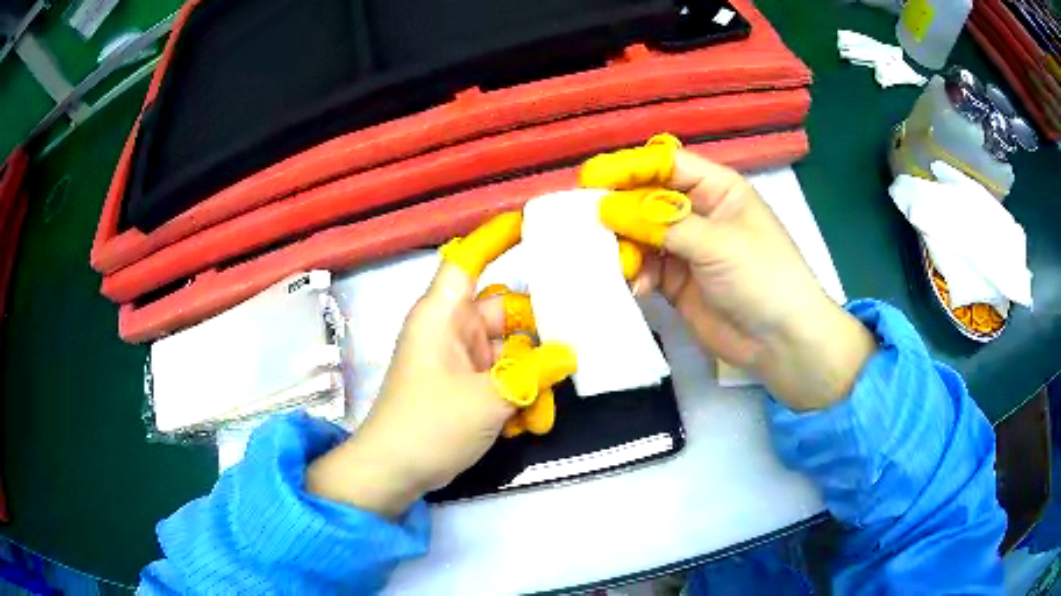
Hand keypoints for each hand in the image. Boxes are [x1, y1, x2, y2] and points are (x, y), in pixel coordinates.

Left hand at [307, 214, 574, 516]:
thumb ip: (532, 373)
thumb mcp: (486, 399)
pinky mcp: (467, 386)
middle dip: (539, 337)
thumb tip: (569, 354)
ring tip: (542, 413)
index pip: (468, 261)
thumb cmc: (429, 424)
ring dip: (531, 380)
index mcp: (443, 315)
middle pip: (506, 311)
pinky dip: (518, 397)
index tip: (532, 223)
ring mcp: (460, 360)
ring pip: (511, 352)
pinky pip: (503, 378)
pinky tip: (529, 425)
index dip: (496, 238)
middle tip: (574, 352)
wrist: (395, 472)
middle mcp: (453, 329)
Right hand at [583, 138, 875, 409]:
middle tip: (586, 223)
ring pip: (640, 234)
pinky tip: (635, 286)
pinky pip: (644, 268)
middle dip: (619, 210)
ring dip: (623, 246)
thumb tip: (607, 208)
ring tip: (615, 263)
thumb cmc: (763, 278)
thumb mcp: (717, 243)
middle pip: (647, 198)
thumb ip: (662, 223)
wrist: (782, 343)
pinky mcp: (676, 282)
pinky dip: (634, 274)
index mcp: (717, 188)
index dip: (629, 167)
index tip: (591, 178)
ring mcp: (686, 248)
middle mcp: (698, 212)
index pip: (666, 165)